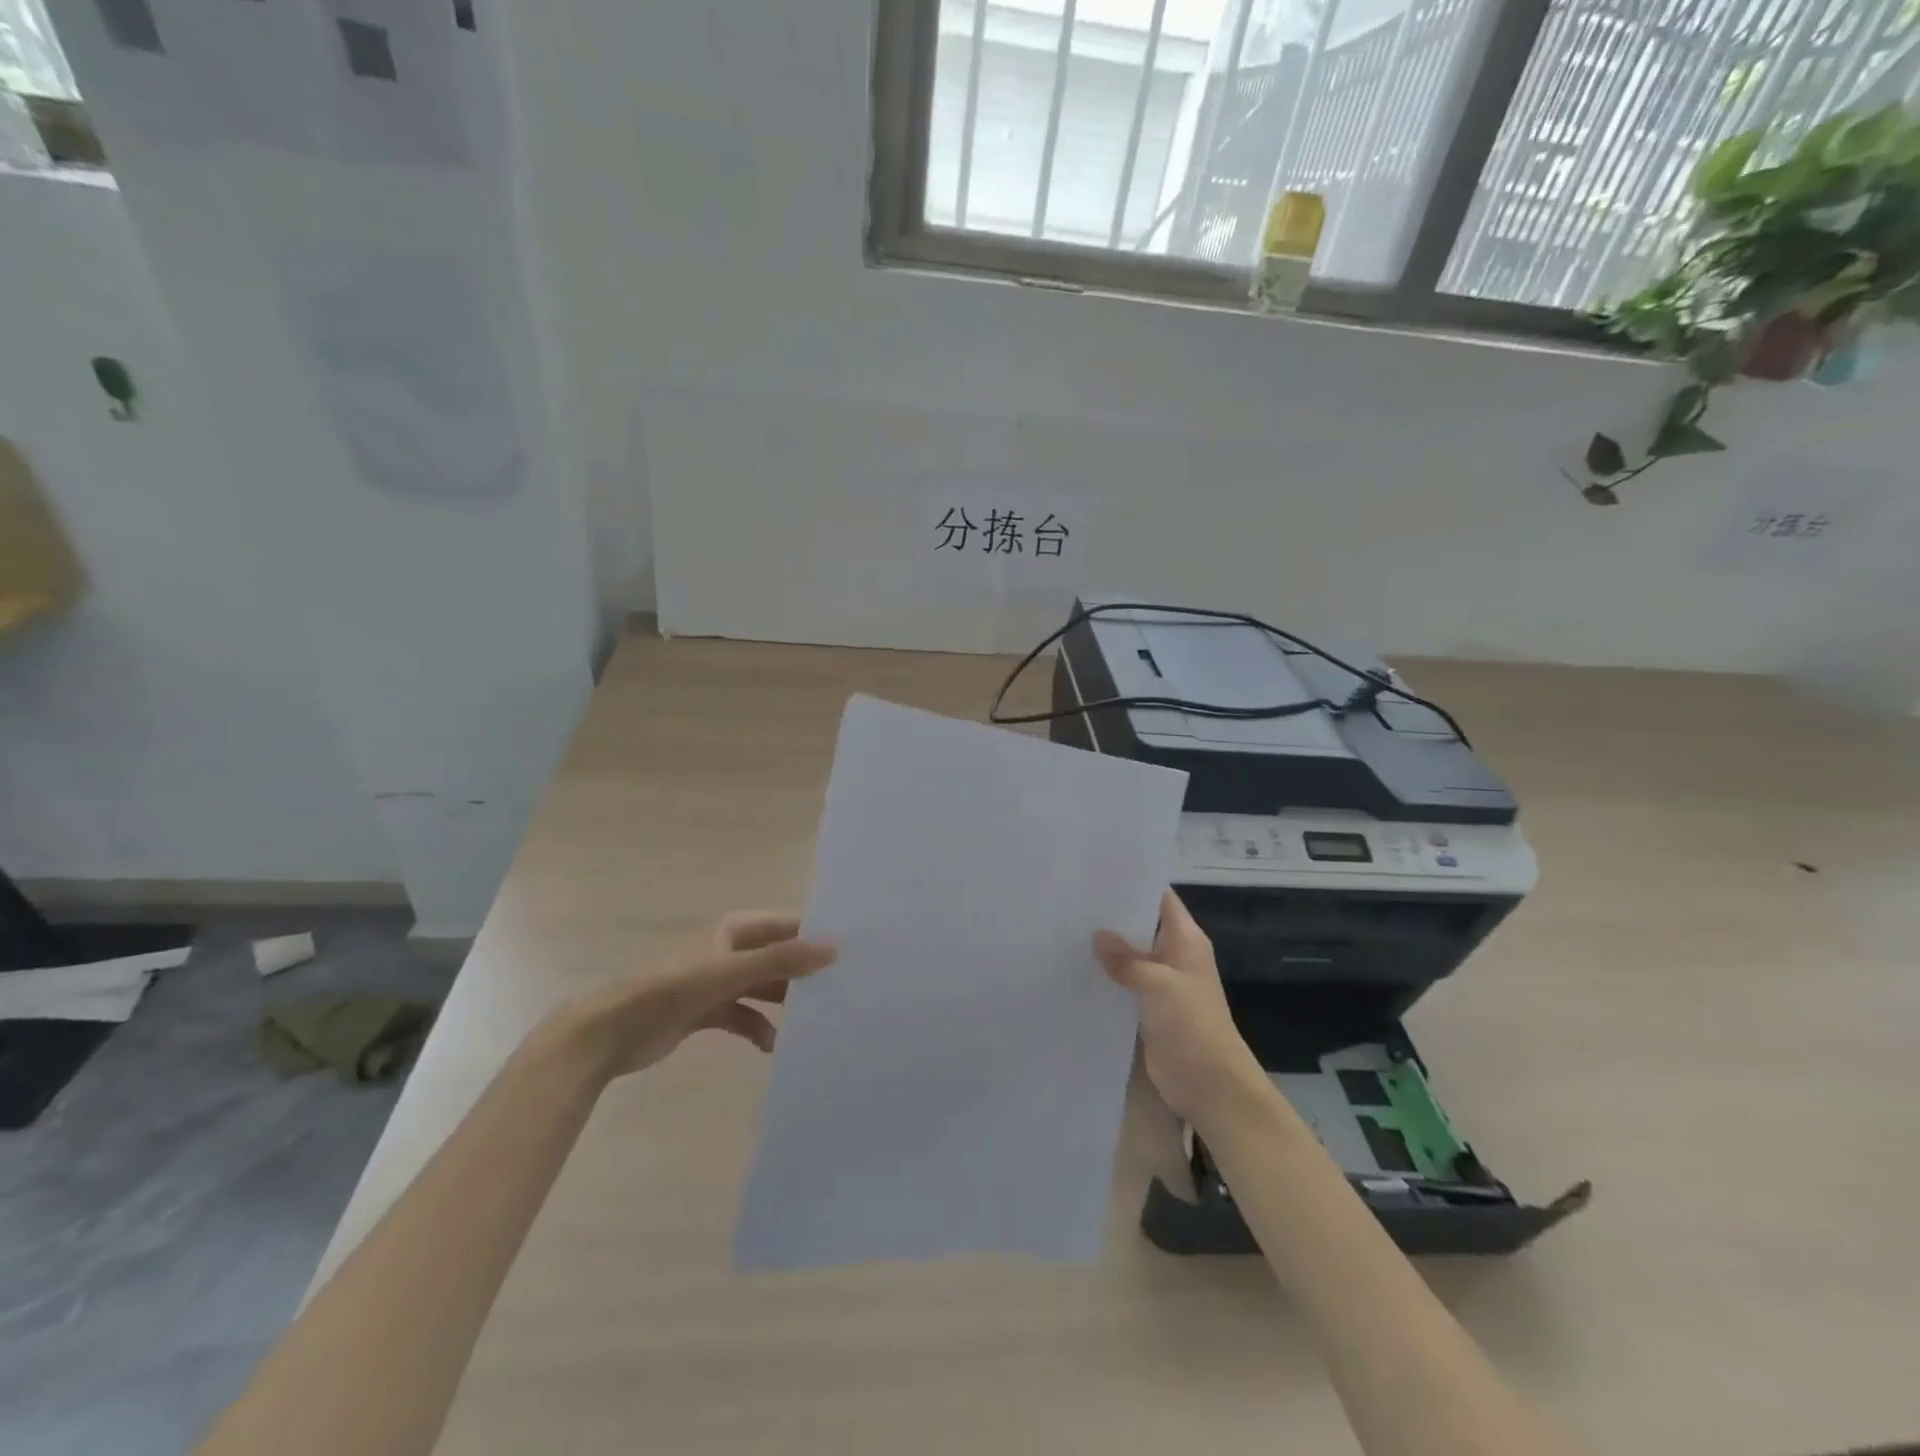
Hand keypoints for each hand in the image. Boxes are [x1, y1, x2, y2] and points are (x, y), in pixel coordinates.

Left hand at [547, 912, 835, 1082]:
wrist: (610, 1032)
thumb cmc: (672, 990)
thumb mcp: (730, 972)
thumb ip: (782, 960)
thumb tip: (834, 948)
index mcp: (736, 930)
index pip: (789, 925)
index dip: (817, 935)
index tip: (853, 951)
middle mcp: (731, 951)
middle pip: (780, 957)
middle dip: (806, 973)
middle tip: (844, 990)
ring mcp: (719, 982)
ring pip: (765, 989)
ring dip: (785, 1005)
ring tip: (815, 1023)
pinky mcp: (708, 1012)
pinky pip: (745, 1017)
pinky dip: (760, 1029)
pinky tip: (773, 1047)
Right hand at [1094, 891, 1265, 1124]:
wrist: (1210, 1084)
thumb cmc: (1192, 1024)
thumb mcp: (1158, 984)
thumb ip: (1126, 959)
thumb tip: (1097, 936)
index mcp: (1186, 939)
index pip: (1161, 898)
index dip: (1134, 884)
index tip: (1098, 872)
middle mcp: (1174, 955)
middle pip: (1141, 925)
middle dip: (1111, 916)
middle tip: (1071, 900)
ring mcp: (1161, 983)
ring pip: (1130, 956)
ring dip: (1105, 948)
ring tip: (1064, 929)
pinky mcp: (1148, 1008)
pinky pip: (1124, 984)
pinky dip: (1105, 977)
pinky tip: (1075, 969)